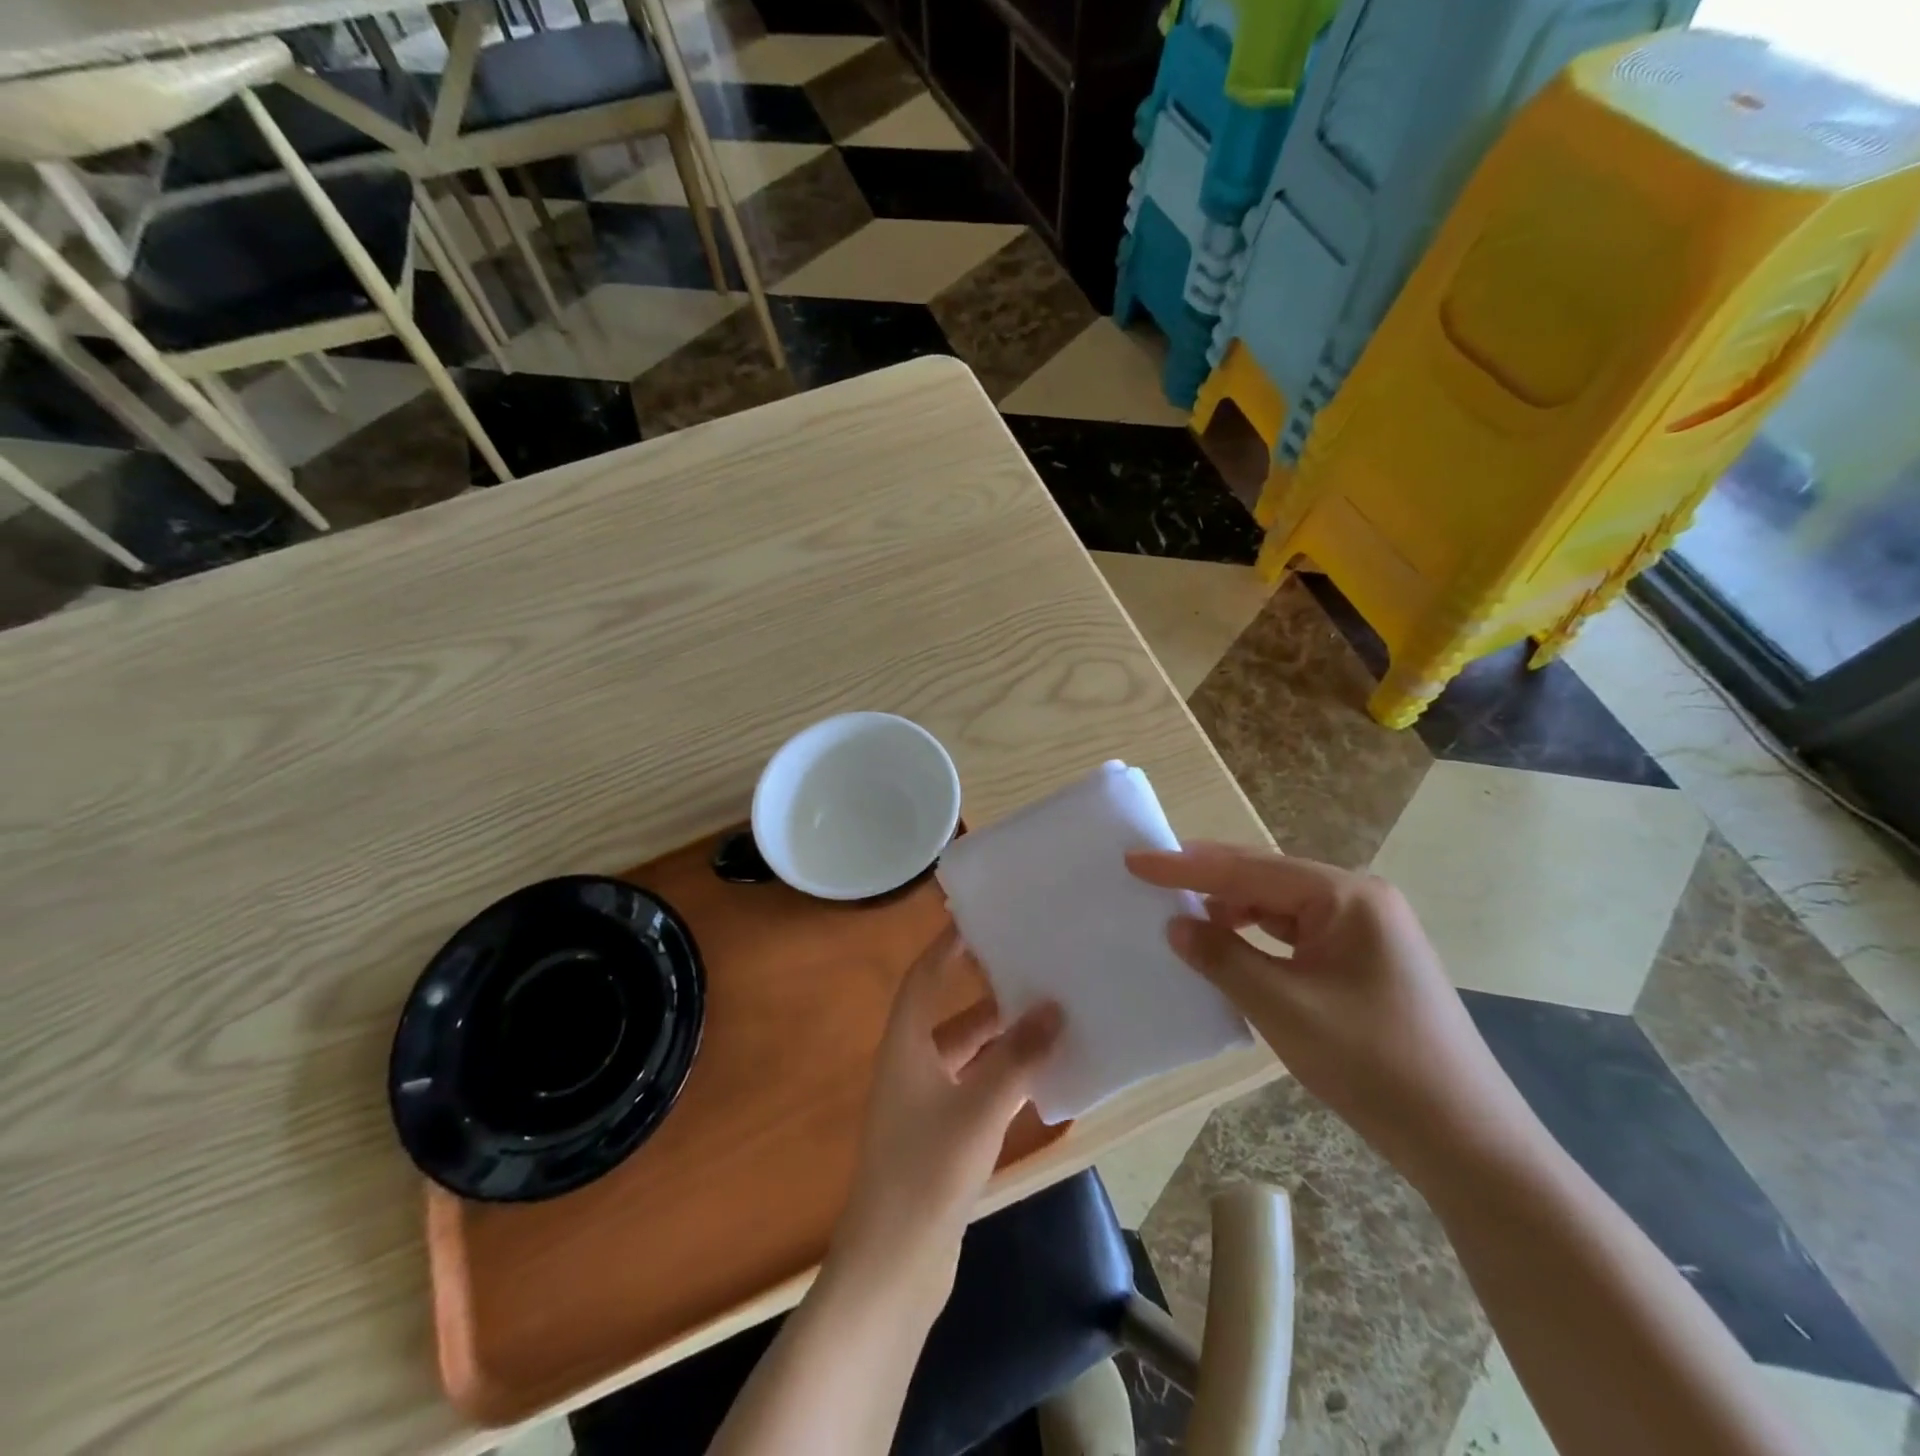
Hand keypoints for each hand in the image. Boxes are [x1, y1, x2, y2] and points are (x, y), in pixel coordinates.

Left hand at [828, 926, 1061, 1308]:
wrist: (893, 1263)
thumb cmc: (928, 1170)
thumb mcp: (979, 1108)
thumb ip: (1018, 1057)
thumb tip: (1054, 1008)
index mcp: (905, 1046)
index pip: (923, 979)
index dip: (945, 947)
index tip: (977, 920)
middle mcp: (910, 1066)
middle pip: (949, 1015)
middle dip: (987, 994)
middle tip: (1032, 969)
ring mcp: (922, 1104)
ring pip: (965, 1054)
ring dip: (1000, 1038)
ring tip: (1047, 1016)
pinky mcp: (937, 1136)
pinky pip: (972, 1087)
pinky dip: (1000, 1075)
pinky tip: (1037, 1076)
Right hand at [1127, 843, 1534, 1183]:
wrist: (1468, 1141)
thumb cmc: (1374, 1065)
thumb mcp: (1284, 1009)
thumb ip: (1223, 958)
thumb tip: (1176, 924)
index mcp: (1345, 896)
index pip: (1248, 869)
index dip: (1185, 865)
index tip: (1134, 860)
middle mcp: (1357, 899)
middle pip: (1265, 877)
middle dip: (1206, 878)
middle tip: (1150, 878)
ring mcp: (1365, 929)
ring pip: (1279, 905)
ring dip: (1231, 908)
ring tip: (1181, 914)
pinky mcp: (1363, 960)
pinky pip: (1296, 933)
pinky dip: (1256, 936)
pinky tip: (1229, 948)